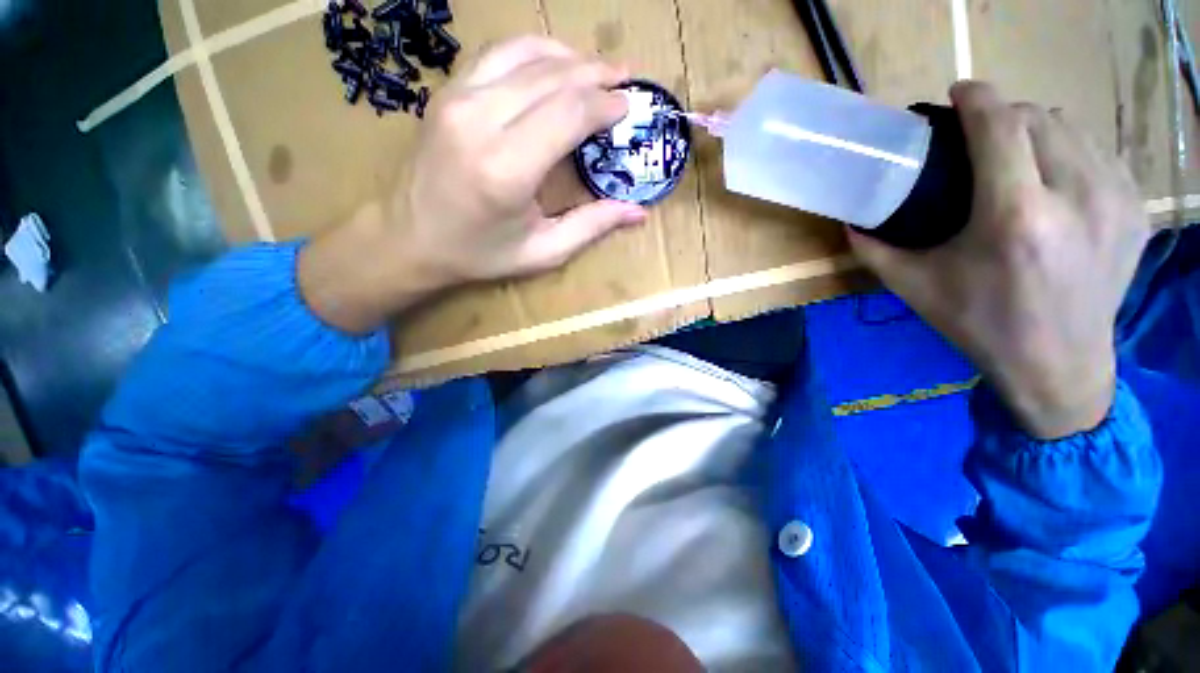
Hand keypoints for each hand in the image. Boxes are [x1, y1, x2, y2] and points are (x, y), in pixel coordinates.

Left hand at [299, 36, 645, 332]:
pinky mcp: (447, 92)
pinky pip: (498, 55)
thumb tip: (638, 212)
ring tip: (598, 69)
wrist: (409, 239)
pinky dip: (534, 52)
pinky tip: (555, 64)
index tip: (629, 108)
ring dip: (569, 58)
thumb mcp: (542, 252)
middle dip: (597, 75)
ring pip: (526, 55)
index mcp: (507, 169)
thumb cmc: (479, 254)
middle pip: (553, 78)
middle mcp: (480, 122)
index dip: (605, 105)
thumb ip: (591, 227)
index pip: (569, 113)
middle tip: (626, 81)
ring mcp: (458, 99)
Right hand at [849, 82, 1148, 438]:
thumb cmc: (979, 324)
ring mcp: (1115, 199)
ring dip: (1037, 129)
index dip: (977, 97)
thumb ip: (874, 249)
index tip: (958, 92)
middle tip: (979, 136)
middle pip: (1037, 117)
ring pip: (1072, 128)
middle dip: (1003, 114)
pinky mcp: (1136, 209)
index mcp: (1015, 216)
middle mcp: (1075, 196)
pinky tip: (1055, 177)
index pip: (1000, 125)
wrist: (1058, 365)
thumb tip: (852, 219)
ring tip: (1016, 155)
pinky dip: (1070, 151)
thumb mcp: (913, 287)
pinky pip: (1099, 153)